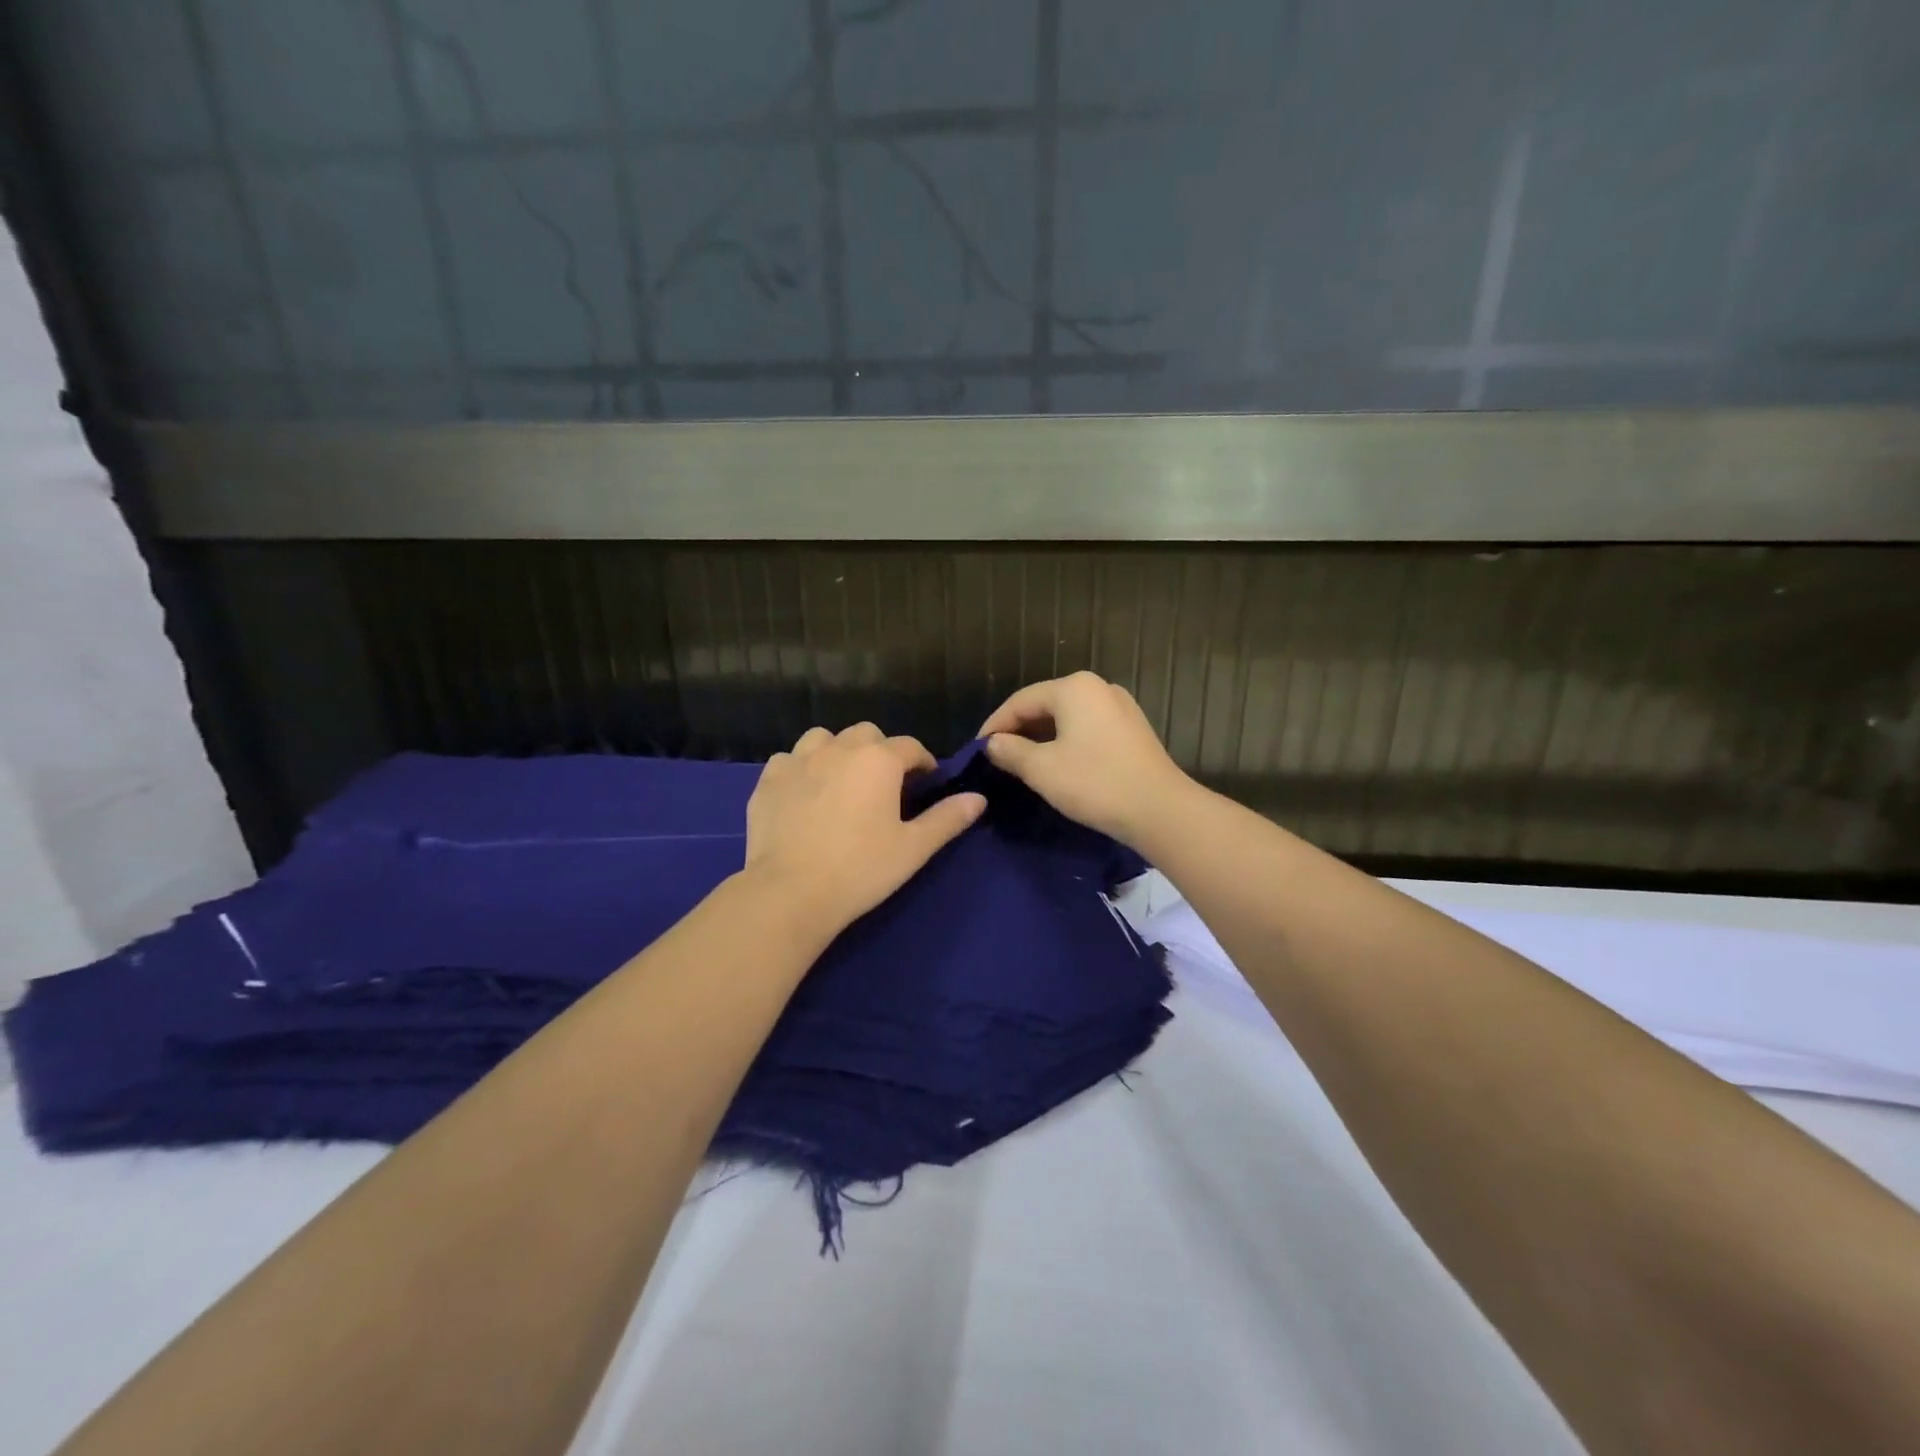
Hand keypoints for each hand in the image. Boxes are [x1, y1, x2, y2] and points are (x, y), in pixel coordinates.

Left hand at [744, 723, 985, 935]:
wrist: (790, 892)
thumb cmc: (861, 869)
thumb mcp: (913, 848)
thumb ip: (947, 818)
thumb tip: (979, 798)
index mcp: (879, 760)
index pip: (911, 747)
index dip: (923, 763)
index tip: (925, 784)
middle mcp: (839, 748)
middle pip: (867, 734)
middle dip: (880, 752)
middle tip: (883, 786)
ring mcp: (798, 760)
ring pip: (824, 739)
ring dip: (837, 752)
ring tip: (841, 781)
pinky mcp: (768, 779)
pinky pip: (789, 760)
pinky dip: (800, 769)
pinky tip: (803, 793)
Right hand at [979, 672, 1192, 845]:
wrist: (1160, 810)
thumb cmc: (1095, 783)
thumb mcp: (1042, 769)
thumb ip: (1010, 751)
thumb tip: (993, 743)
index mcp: (1073, 687)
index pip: (1020, 701)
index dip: (995, 725)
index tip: (977, 750)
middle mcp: (1098, 687)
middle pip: (1045, 704)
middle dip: (1019, 730)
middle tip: (997, 757)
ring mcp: (1119, 706)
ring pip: (1067, 717)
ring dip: (1042, 737)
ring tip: (1022, 762)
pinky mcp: (1132, 728)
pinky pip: (1087, 727)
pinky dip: (1066, 741)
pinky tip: (1057, 763)